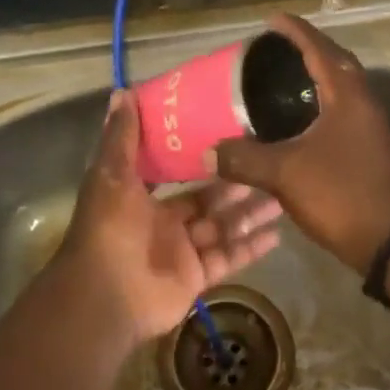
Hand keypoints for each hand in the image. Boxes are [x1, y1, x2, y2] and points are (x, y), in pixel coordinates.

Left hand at [51, 89, 282, 343]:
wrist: (106, 297)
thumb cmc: (109, 230)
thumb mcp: (111, 176)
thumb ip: (121, 138)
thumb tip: (122, 91)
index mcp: (143, 197)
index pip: (179, 171)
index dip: (204, 155)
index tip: (232, 133)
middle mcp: (165, 222)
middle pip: (209, 199)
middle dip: (237, 183)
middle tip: (271, 162)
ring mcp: (182, 251)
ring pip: (223, 227)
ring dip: (251, 213)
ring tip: (284, 196)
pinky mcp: (197, 277)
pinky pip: (228, 258)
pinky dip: (251, 247)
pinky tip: (278, 233)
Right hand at [207, 15, 389, 272]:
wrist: (388, 239)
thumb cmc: (339, 194)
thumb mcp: (284, 174)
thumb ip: (244, 159)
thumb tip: (207, 152)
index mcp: (346, 95)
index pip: (319, 49)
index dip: (295, 31)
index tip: (271, 19)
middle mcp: (362, 102)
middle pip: (336, 61)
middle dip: (308, 48)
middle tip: (276, 46)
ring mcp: (369, 126)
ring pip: (342, 87)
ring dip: (316, 74)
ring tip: (282, 76)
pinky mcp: (368, 147)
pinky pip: (342, 109)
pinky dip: (320, 101)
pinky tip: (297, 118)